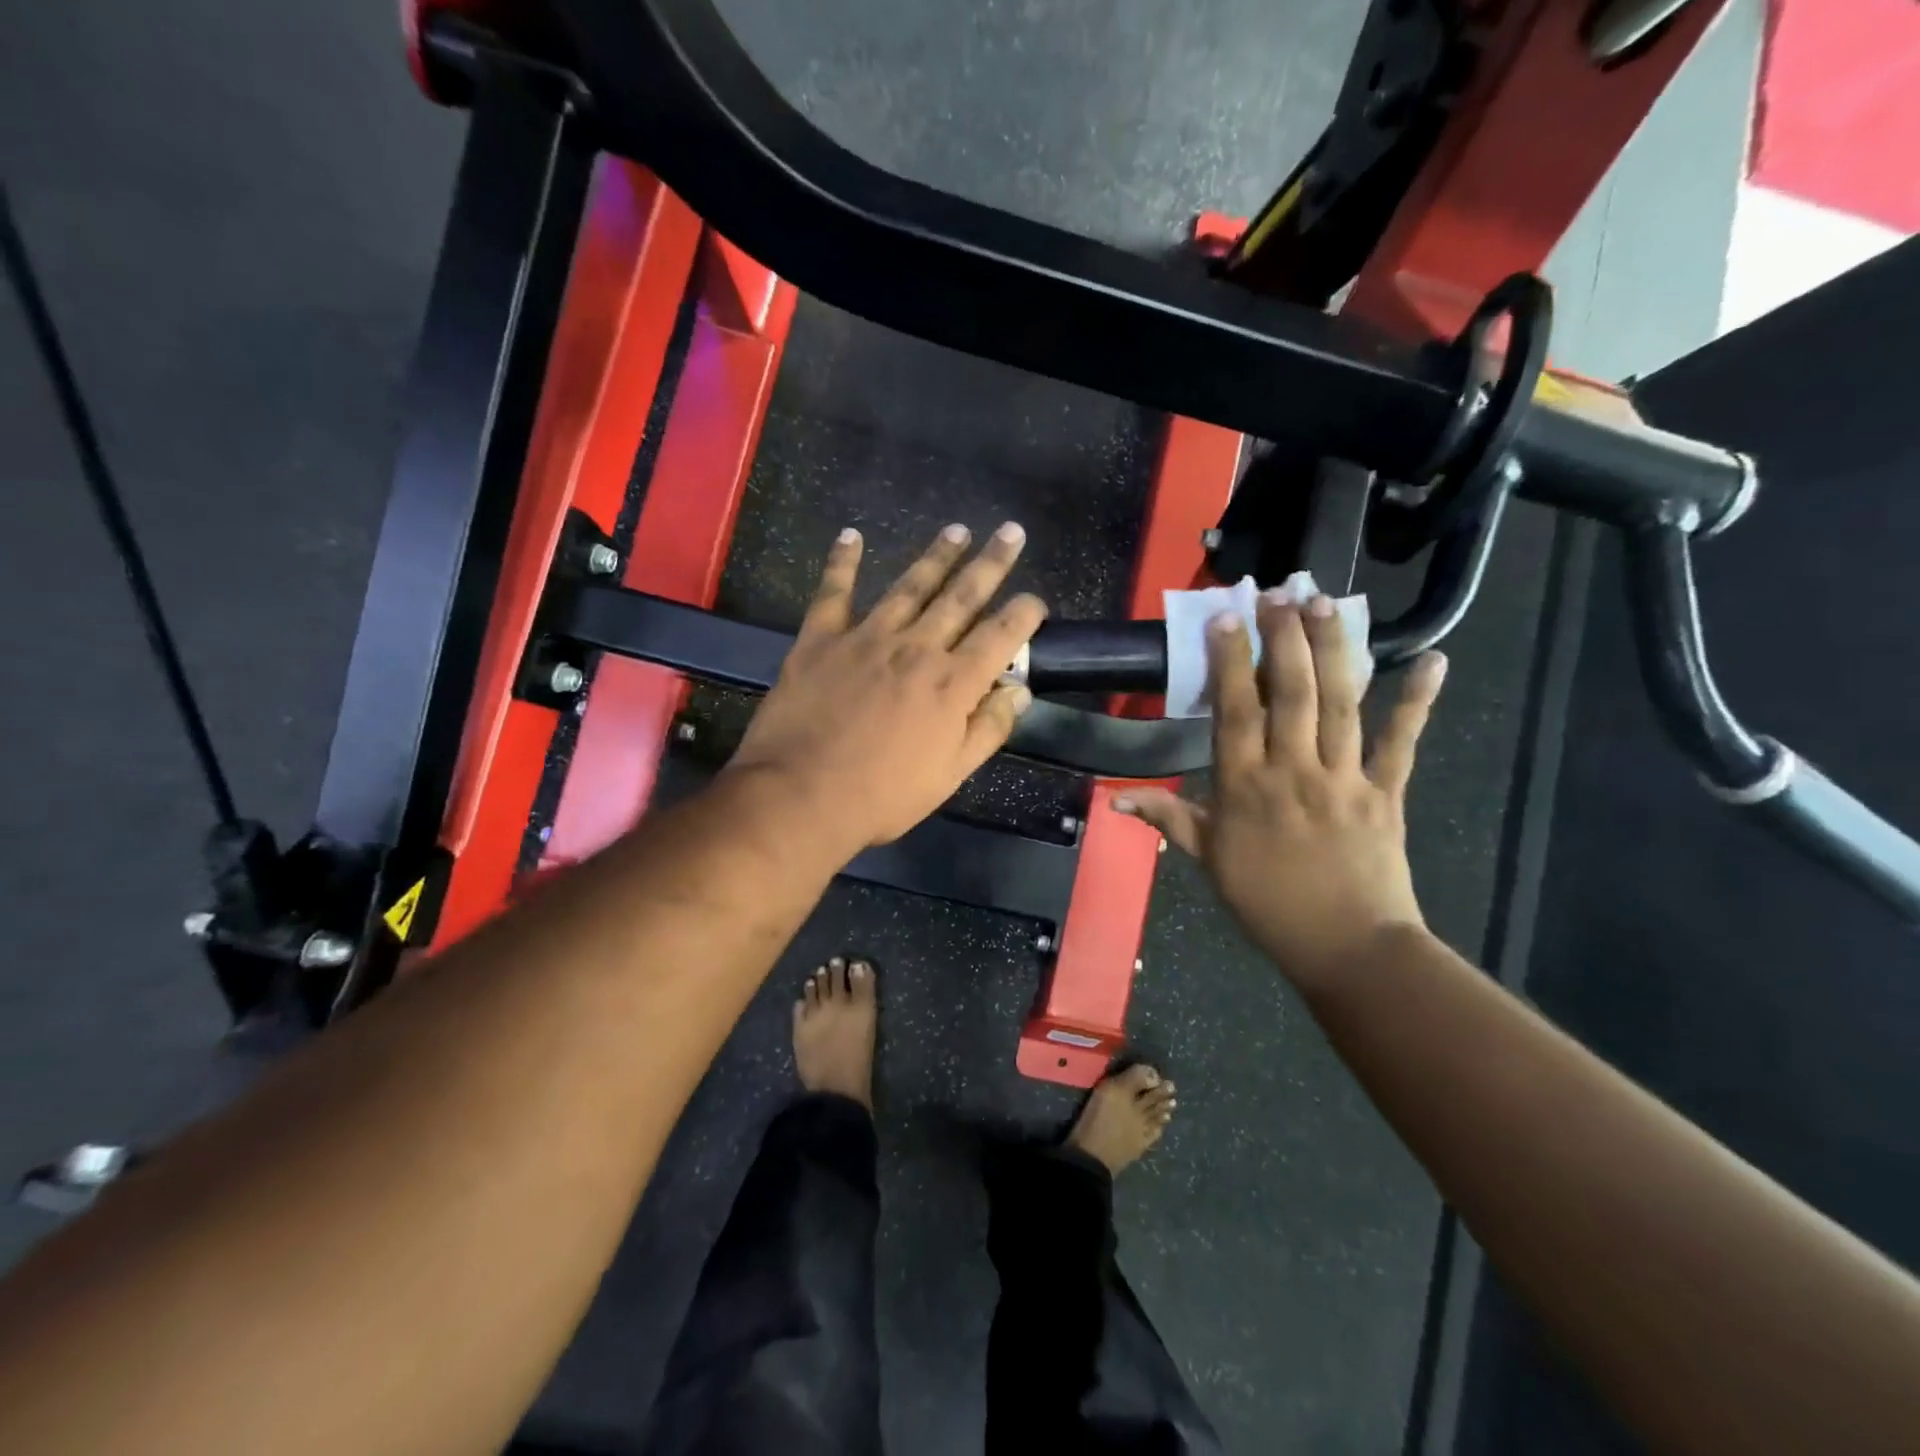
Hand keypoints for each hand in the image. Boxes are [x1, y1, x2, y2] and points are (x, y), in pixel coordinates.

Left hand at [730, 522, 1046, 852]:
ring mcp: (865, 638)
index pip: (1000, 637)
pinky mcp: (820, 639)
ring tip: (957, 530)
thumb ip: (987, 729)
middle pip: (961, 597)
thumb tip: (1019, 691)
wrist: (800, 795)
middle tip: (1010, 532)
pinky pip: (833, 593)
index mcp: (952, 684)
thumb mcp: (949, 776)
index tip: (1034, 600)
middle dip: (991, 563)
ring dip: (936, 556)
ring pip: (909, 586)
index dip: (1023, 614)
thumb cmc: (882, 795)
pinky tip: (851, 536)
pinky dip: (841, 563)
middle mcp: (915, 649)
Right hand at [1116, 594, 1445, 994]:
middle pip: (1289, 694)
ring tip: (1326, 603)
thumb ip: (1167, 819)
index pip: (1234, 713)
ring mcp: (1344, 779)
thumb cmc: (1267, 904)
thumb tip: (1113, 797)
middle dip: (1283, 639)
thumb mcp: (1209, 862)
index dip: (1229, 663)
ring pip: (1338, 704)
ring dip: (1333, 650)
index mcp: (1244, 788)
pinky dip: (1415, 702)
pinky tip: (1431, 660)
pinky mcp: (1385, 792)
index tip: (1227, 619)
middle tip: (1281, 591)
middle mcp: (1292, 772)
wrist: (1346, 948)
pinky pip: (1400, 742)